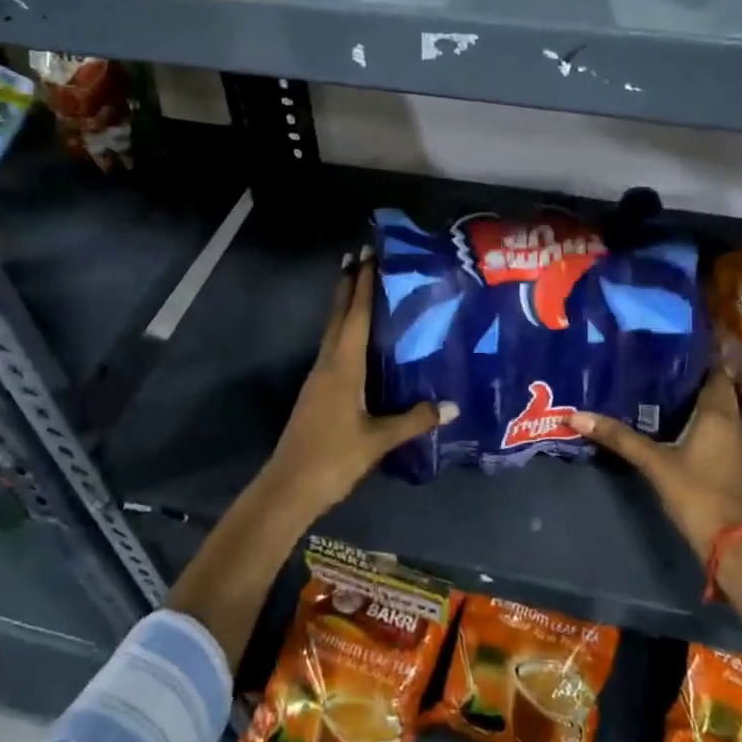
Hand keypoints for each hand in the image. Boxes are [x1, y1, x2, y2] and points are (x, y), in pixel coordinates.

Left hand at [259, 254, 457, 520]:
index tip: (367, 254)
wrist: (288, 488)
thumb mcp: (378, 440)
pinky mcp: (317, 393)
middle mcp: (328, 364)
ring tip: (359, 287)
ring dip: (344, 306)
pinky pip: (333, 349)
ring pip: (333, 332)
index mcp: (343, 366)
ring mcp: (319, 379)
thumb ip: (414, 420)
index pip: (355, 316)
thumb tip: (453, 405)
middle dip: (348, 285)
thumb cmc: (333, 458)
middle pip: (338, 316)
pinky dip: (344, 331)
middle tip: (359, 256)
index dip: (362, 284)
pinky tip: (356, 339)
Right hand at [572, 369, 741, 562]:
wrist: (730, 543)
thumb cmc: (696, 493)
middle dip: (690, 374)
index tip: (672, 340)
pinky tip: (671, 419)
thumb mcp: (653, 463)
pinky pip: (715, 426)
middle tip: (657, 359)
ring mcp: (734, 444)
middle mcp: (732, 423)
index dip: (698, 355)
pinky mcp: (729, 461)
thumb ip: (618, 437)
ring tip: (659, 382)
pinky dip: (697, 417)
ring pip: (715, 408)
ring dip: (693, 396)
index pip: (715, 372)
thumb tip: (575, 415)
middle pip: (714, 388)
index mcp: (718, 414)